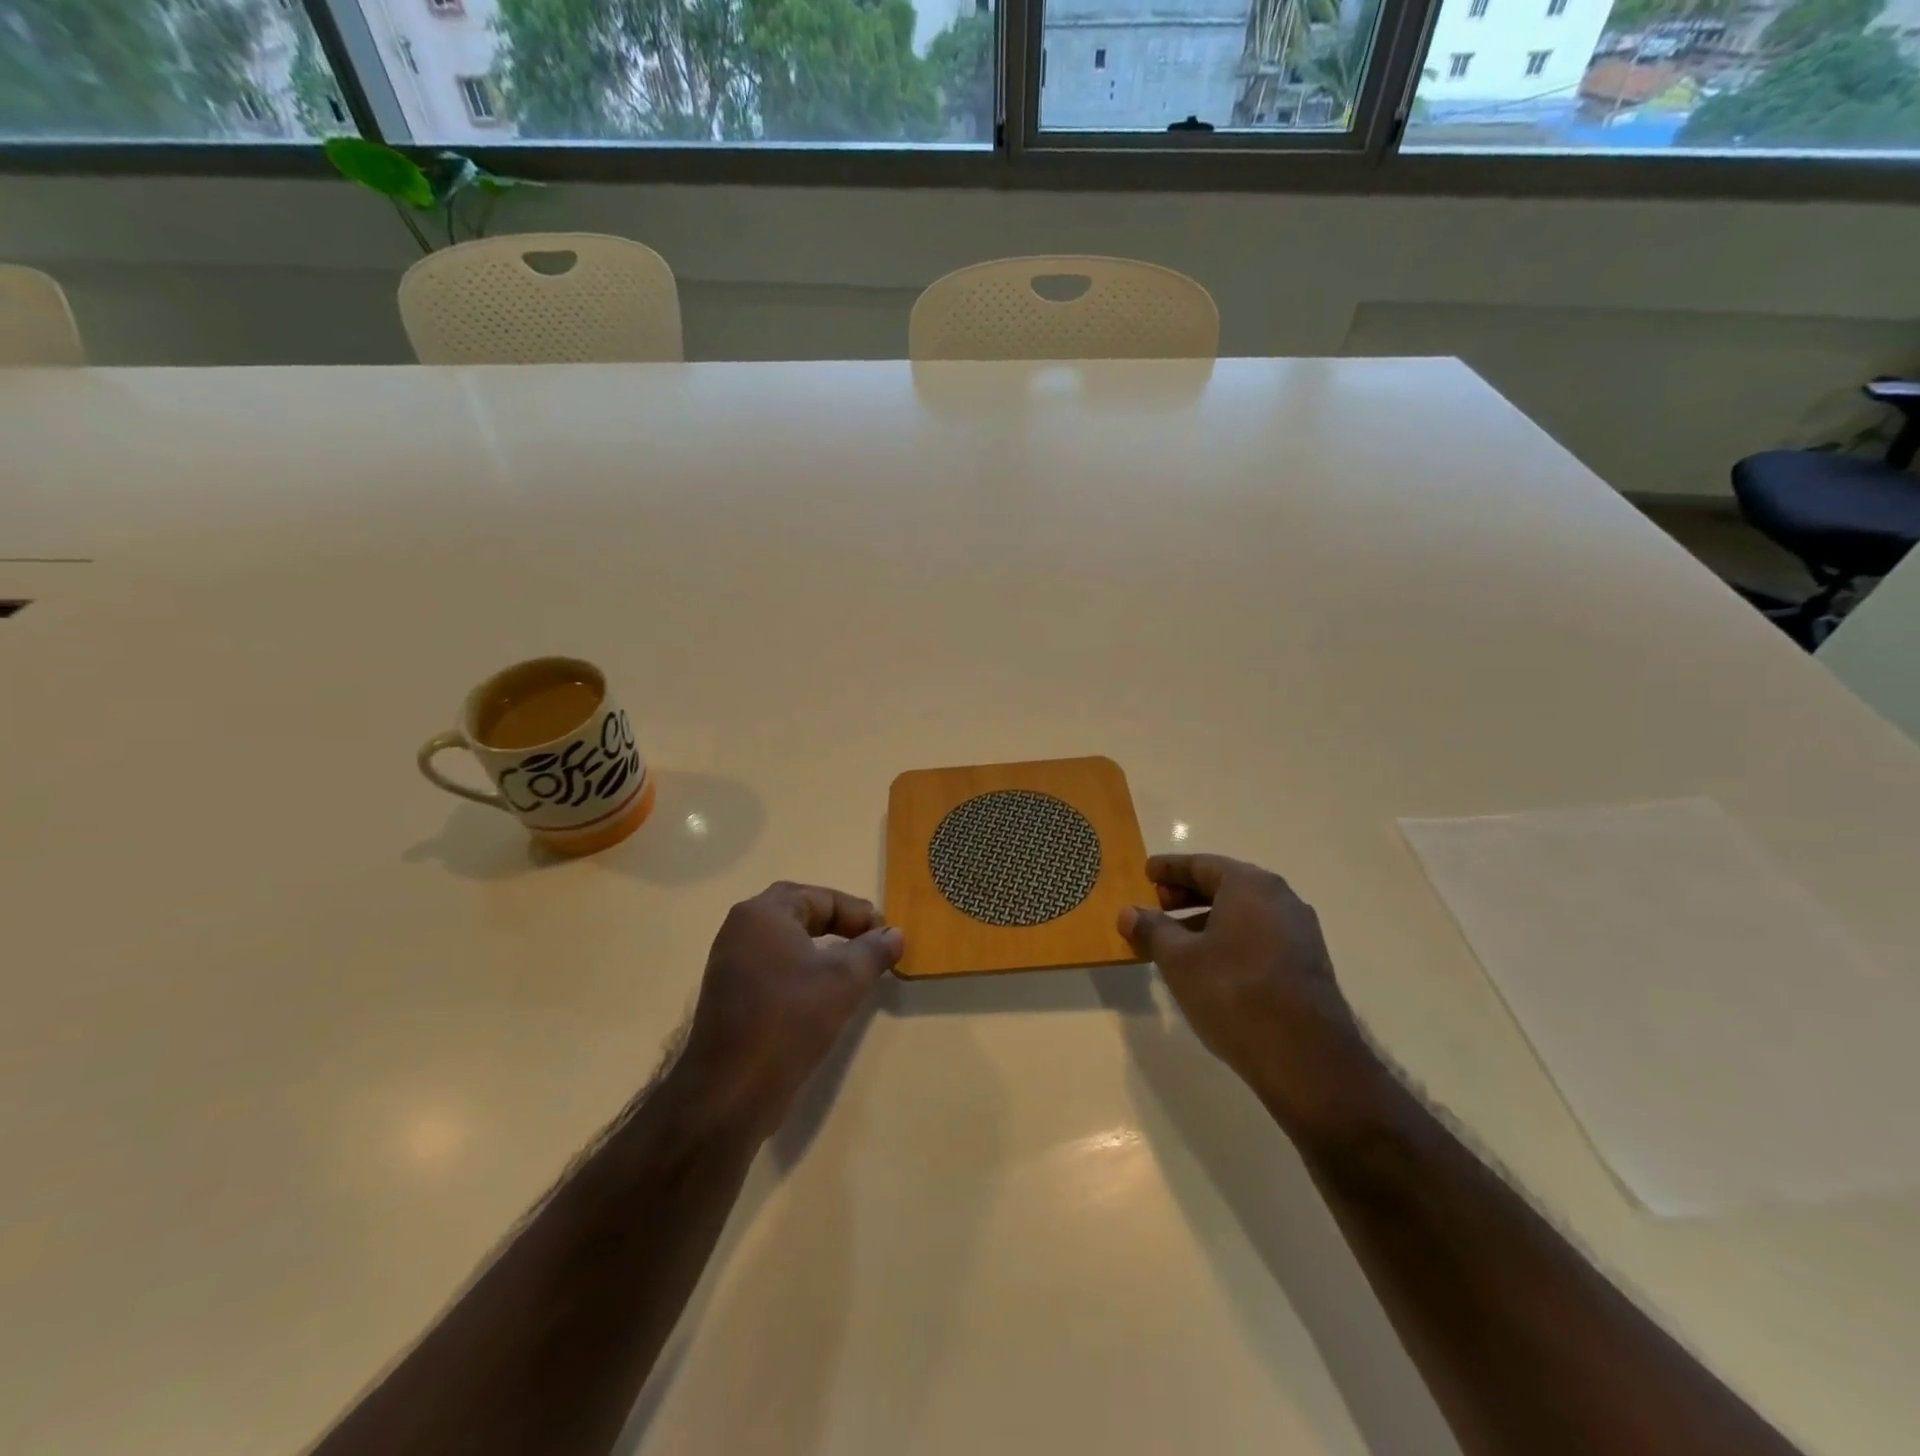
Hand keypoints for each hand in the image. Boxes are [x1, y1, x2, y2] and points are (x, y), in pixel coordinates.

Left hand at [673, 882, 902, 1138]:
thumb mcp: (845, 981)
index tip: (887, 937)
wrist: (731, 1091)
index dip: (859, 914)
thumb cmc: (790, 1020)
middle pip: (800, 913)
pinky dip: (801, 970)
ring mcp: (731, 962)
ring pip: (786, 941)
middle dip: (839, 924)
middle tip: (870, 943)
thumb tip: (895, 933)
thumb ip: (874, 950)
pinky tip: (821, 994)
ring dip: (821, 948)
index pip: (822, 898)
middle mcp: (741, 928)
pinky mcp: (729, 993)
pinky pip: (773, 966)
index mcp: (764, 913)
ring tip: (852, 968)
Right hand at [1119, 854, 1366, 1123]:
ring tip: (1177, 941)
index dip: (1170, 868)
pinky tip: (1210, 964)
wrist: (1305, 1056)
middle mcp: (1280, 898)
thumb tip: (1128, 912)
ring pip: (1244, 913)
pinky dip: (1230, 938)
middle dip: (1188, 894)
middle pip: (1225, 885)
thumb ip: (1151, 930)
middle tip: (1157, 905)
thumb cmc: (1233, 992)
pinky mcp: (1307, 963)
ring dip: (1208, 920)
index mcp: (1249, 885)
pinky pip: (1259, 935)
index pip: (1202, 864)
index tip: (1147, 872)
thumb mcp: (1178, 959)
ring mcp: (1299, 932)